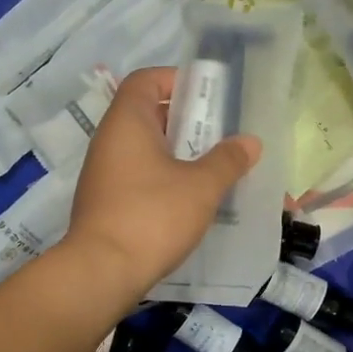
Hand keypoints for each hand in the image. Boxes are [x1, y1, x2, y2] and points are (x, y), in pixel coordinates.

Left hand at [63, 66, 260, 298]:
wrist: (102, 272)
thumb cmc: (152, 216)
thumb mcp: (201, 186)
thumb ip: (228, 160)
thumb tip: (250, 142)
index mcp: (127, 123)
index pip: (145, 80)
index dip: (175, 79)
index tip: (207, 95)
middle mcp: (109, 142)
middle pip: (147, 115)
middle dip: (186, 121)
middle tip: (220, 134)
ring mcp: (104, 174)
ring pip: (145, 150)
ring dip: (178, 154)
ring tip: (213, 168)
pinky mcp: (106, 204)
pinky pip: (139, 178)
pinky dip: (164, 179)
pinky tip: (191, 201)